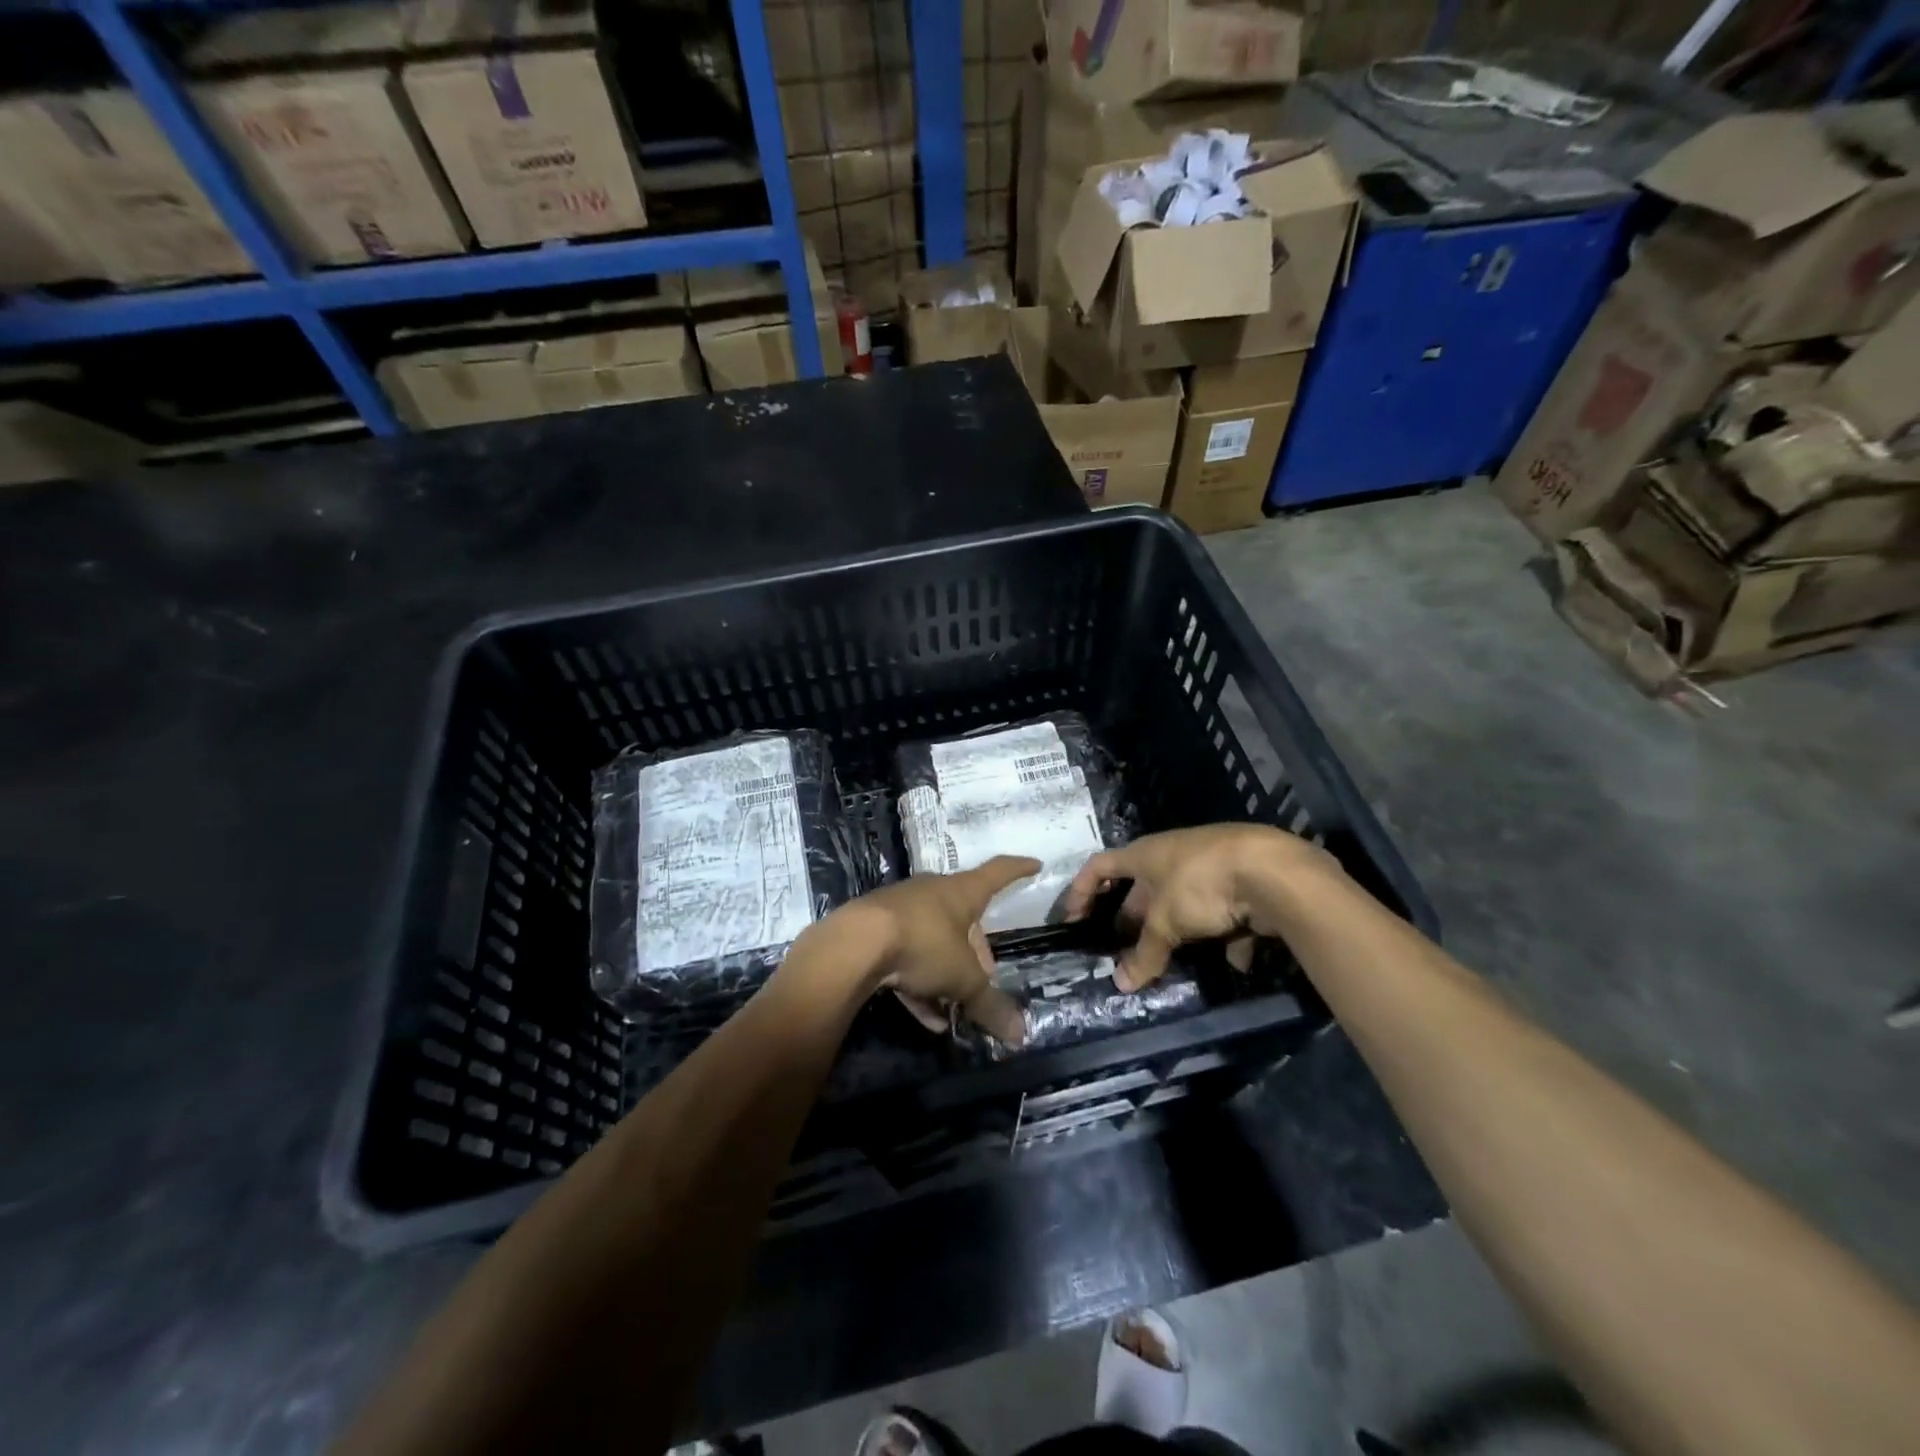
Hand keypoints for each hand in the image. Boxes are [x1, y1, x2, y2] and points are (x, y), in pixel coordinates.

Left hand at [822, 856, 1040, 1043]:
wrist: (855, 944)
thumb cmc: (924, 944)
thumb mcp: (963, 979)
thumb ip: (990, 1005)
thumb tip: (1020, 1034)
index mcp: (961, 892)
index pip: (998, 873)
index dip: (1018, 870)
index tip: (1035, 865)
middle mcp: (932, 893)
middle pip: (963, 915)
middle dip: (976, 948)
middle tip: (984, 977)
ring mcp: (902, 909)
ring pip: (934, 938)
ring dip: (946, 971)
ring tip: (955, 1007)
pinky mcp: (876, 930)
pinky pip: (907, 957)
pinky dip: (920, 984)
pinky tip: (927, 1017)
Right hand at [1063, 824, 1339, 990]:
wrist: (1273, 871)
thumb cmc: (1201, 884)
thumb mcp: (1166, 922)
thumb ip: (1145, 953)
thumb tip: (1121, 983)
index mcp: (1145, 854)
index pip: (1100, 866)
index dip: (1081, 891)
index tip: (1072, 921)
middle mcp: (1172, 856)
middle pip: (1141, 888)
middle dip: (1131, 921)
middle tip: (1122, 951)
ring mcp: (1208, 867)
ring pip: (1181, 903)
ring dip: (1175, 932)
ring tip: (1170, 962)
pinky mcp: (1240, 882)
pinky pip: (1221, 912)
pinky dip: (1222, 936)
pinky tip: (1231, 961)